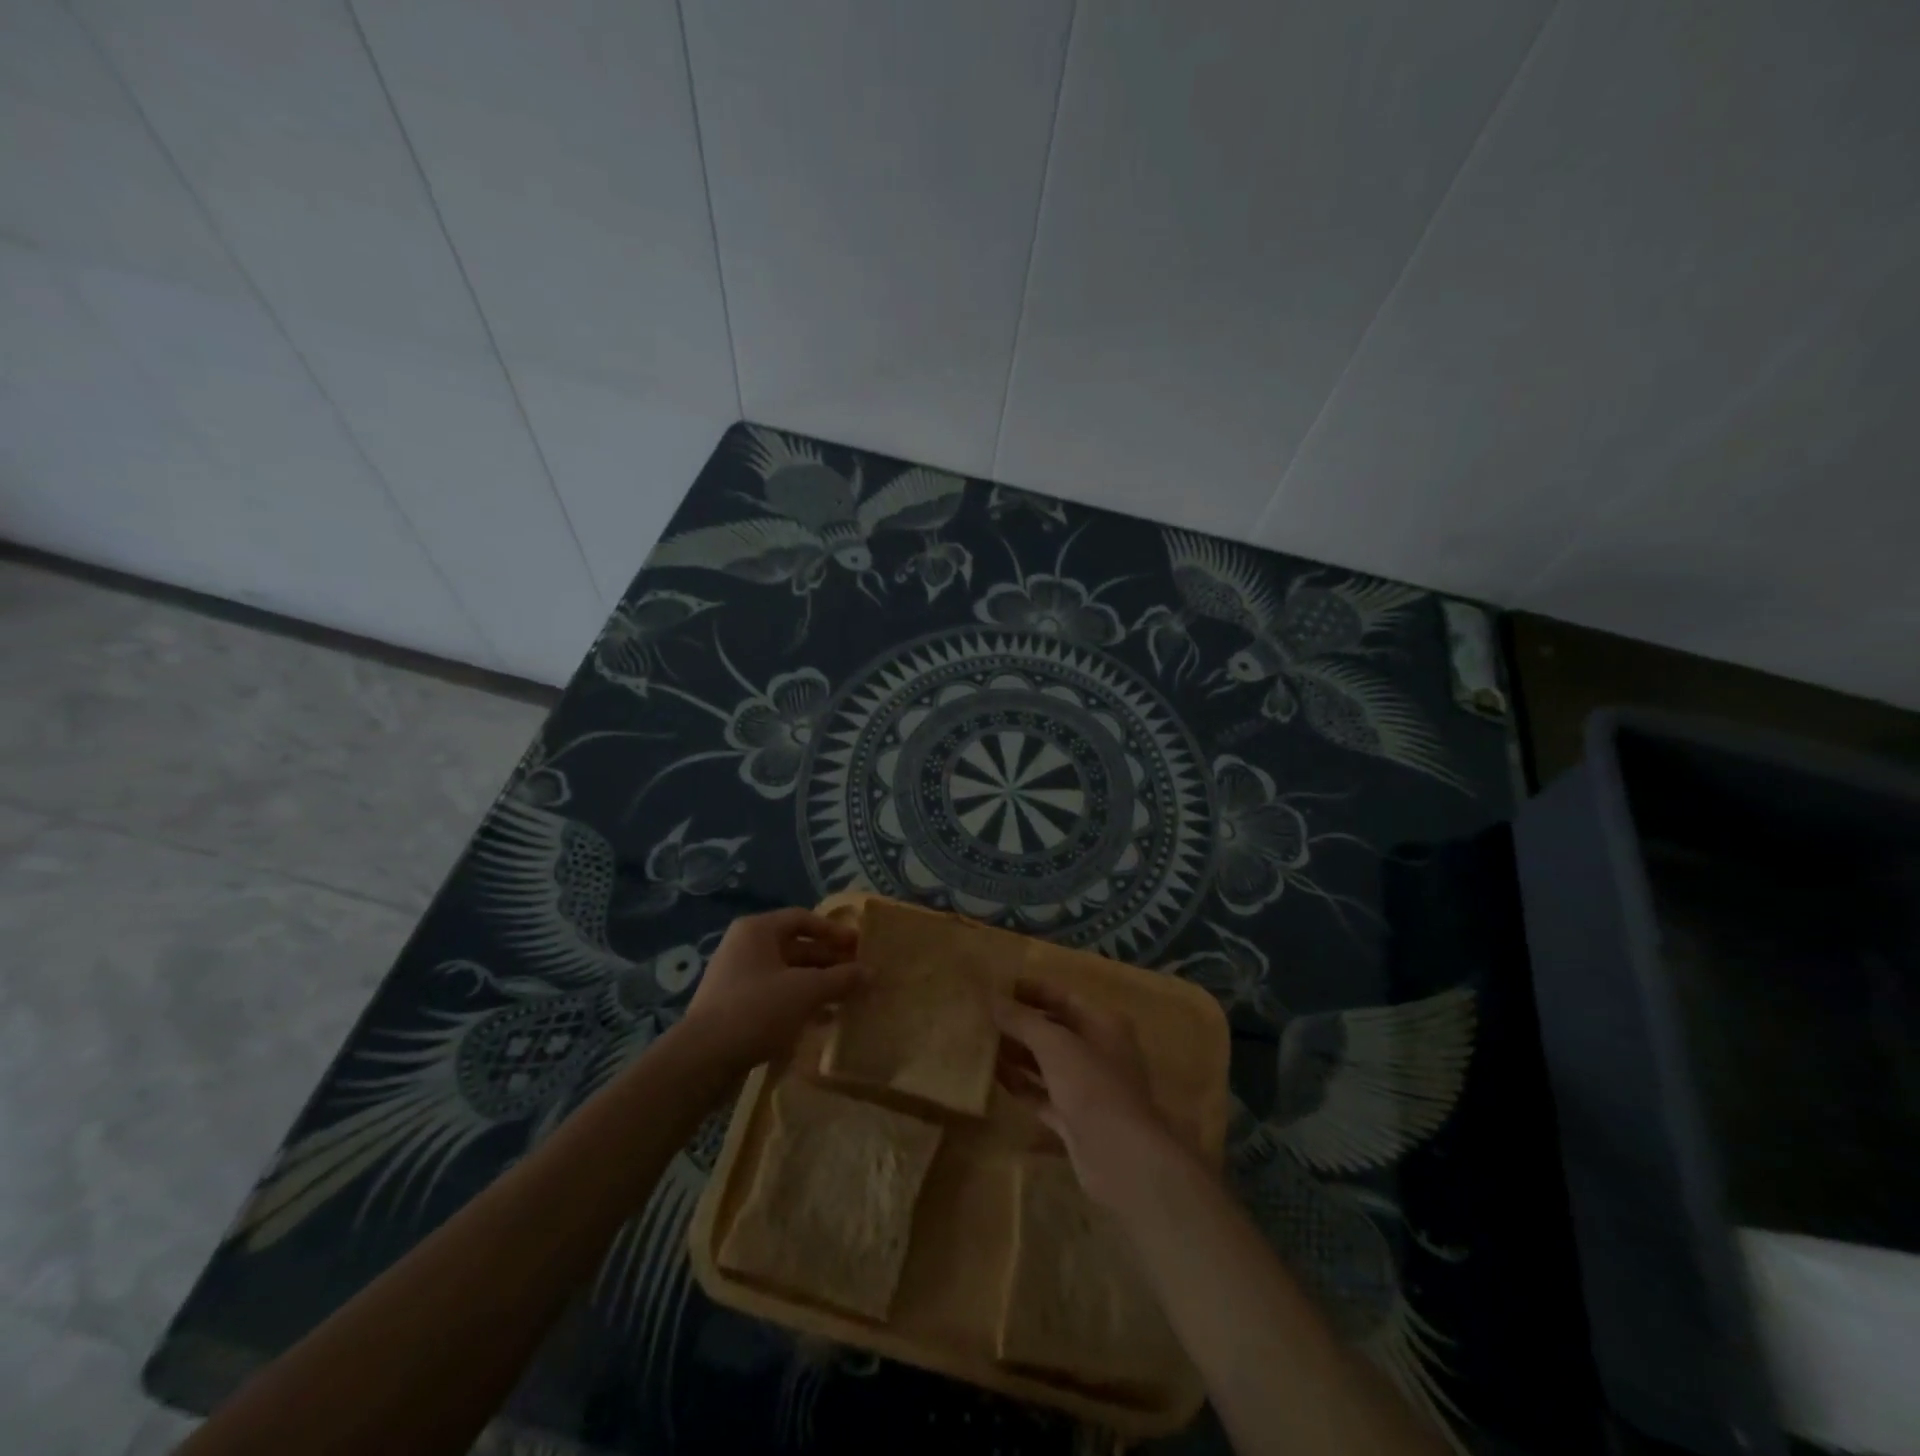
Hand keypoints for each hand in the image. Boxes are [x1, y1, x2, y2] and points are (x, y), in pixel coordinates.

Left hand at [681, 909, 865, 1070]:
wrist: (702, 1060)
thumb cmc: (757, 1009)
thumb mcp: (806, 991)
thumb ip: (842, 979)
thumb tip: (873, 972)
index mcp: (758, 930)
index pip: (803, 919)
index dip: (834, 931)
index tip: (859, 946)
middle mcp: (745, 947)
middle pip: (796, 947)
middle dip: (829, 961)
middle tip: (860, 974)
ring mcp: (738, 979)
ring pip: (788, 974)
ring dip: (818, 985)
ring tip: (849, 999)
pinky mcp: (735, 1009)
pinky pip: (776, 997)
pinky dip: (800, 1004)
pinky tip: (824, 1021)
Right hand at [994, 981, 1179, 1209]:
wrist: (1121, 1158)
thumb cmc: (1092, 1086)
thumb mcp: (1054, 1044)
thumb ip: (1022, 1020)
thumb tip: (993, 999)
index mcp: (1103, 1023)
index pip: (1061, 997)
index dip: (1030, 990)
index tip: (996, 987)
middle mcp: (1097, 1050)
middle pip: (1053, 1029)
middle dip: (1020, 1023)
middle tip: (981, 1016)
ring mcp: (1087, 1086)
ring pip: (1046, 1062)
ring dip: (1017, 1053)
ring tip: (980, 1042)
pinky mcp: (1074, 1118)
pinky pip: (1042, 1093)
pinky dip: (1021, 1084)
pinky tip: (992, 1076)